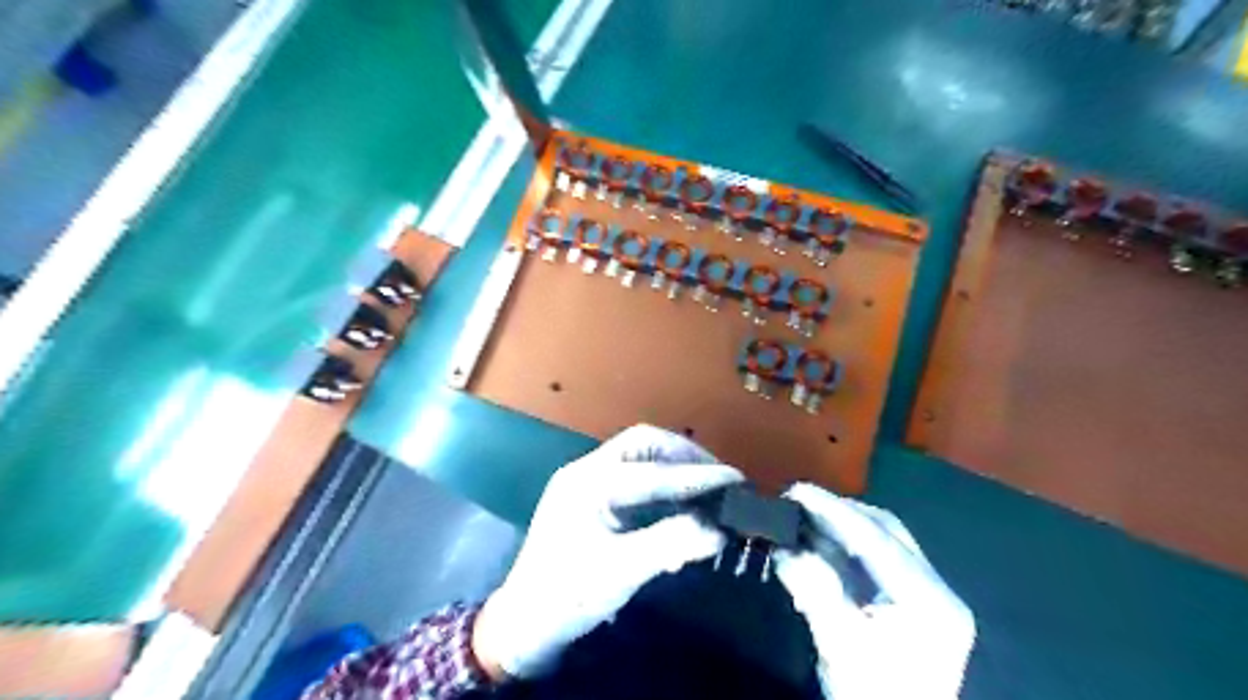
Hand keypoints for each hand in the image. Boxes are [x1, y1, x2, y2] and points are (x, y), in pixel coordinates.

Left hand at [470, 424, 738, 679]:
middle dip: (684, 455)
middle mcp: (586, 470)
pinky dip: (661, 481)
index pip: (654, 472)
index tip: (737, 479)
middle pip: (643, 444)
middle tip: (719, 476)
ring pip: (638, 456)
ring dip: (673, 465)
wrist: (524, 624)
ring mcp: (585, 482)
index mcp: (589, 483)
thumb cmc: (568, 596)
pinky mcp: (590, 498)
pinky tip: (679, 500)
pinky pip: (632, 476)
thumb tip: (720, 530)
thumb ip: (671, 543)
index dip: (699, 476)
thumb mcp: (621, 572)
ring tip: (706, 484)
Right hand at [771, 485, 974, 695]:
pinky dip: (847, 548)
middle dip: (839, 511)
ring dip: (842, 527)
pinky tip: (820, 544)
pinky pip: (878, 561)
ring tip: (803, 517)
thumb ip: (816, 593)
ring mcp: (929, 595)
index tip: (796, 490)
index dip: (833, 509)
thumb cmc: (875, 698)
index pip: (876, 537)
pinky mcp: (915, 605)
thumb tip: (786, 549)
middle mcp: (936, 588)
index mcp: (928, 599)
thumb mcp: (841, 648)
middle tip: (796, 501)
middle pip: (886, 530)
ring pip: (883, 541)